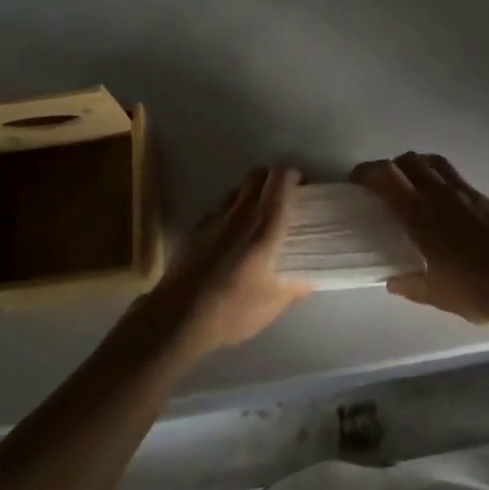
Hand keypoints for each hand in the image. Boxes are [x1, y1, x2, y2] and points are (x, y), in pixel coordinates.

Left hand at [142, 166, 310, 361]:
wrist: (179, 315)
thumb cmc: (232, 308)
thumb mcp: (271, 305)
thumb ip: (293, 288)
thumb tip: (308, 280)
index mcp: (264, 224)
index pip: (280, 178)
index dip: (293, 174)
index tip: (303, 186)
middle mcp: (241, 212)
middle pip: (258, 174)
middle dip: (273, 177)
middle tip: (283, 197)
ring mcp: (216, 217)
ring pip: (238, 189)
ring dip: (252, 193)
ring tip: (258, 217)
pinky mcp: (198, 227)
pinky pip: (221, 209)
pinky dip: (232, 212)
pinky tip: (232, 238)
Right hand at [352, 153, 488, 331]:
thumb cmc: (478, 290)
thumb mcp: (436, 295)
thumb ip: (409, 284)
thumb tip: (390, 279)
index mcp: (420, 214)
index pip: (385, 176)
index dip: (366, 172)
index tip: (355, 182)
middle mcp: (437, 193)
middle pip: (406, 161)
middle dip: (387, 168)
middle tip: (379, 186)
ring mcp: (462, 190)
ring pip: (429, 161)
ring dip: (413, 166)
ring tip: (408, 186)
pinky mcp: (481, 195)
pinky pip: (450, 173)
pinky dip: (436, 176)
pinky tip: (440, 202)